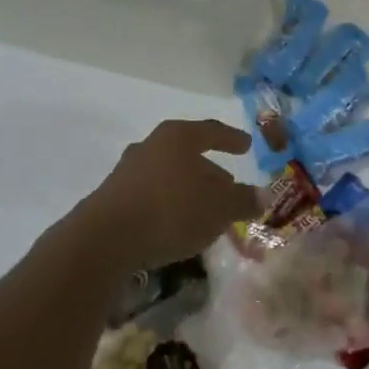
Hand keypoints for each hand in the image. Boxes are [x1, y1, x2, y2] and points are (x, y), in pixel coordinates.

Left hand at [75, 119, 257, 274]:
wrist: (106, 237)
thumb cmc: (172, 210)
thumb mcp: (219, 208)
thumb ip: (242, 200)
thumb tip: (262, 196)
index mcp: (178, 137)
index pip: (212, 131)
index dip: (231, 138)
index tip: (247, 145)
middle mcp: (152, 145)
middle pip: (188, 154)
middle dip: (210, 171)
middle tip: (228, 185)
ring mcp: (129, 170)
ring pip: (169, 175)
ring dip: (188, 190)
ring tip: (205, 210)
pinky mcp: (114, 196)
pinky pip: (152, 195)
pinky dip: (169, 204)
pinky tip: (178, 225)